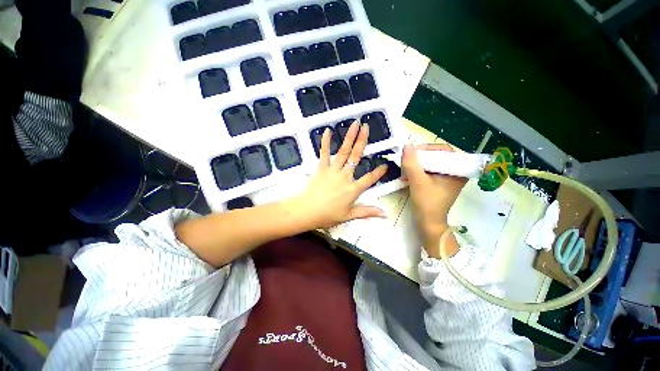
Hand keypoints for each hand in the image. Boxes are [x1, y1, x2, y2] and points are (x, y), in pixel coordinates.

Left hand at [291, 121, 387, 228]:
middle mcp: (345, 176)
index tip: (385, 165)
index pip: (370, 179)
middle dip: (362, 141)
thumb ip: (367, 212)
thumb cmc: (328, 215)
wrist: (307, 211)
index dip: (379, 172)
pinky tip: (327, 131)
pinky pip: (324, 153)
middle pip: (356, 157)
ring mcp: (333, 170)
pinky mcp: (321, 168)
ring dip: (349, 137)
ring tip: (354, 124)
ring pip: (343, 151)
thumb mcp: (349, 216)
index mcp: (353, 189)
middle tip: (366, 127)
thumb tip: (384, 213)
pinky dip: (325, 142)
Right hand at [401, 144, 466, 256]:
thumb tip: (406, 146)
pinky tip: (407, 176)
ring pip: (430, 163)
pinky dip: (417, 171)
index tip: (411, 153)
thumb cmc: (427, 203)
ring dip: (416, 165)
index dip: (427, 148)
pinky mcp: (438, 183)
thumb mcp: (418, 182)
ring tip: (405, 169)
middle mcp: (454, 172)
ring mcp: (446, 178)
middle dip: (419, 158)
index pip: (444, 150)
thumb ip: (412, 164)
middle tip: (406, 161)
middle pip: (436, 156)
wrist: (428, 223)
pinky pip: (427, 171)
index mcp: (457, 171)